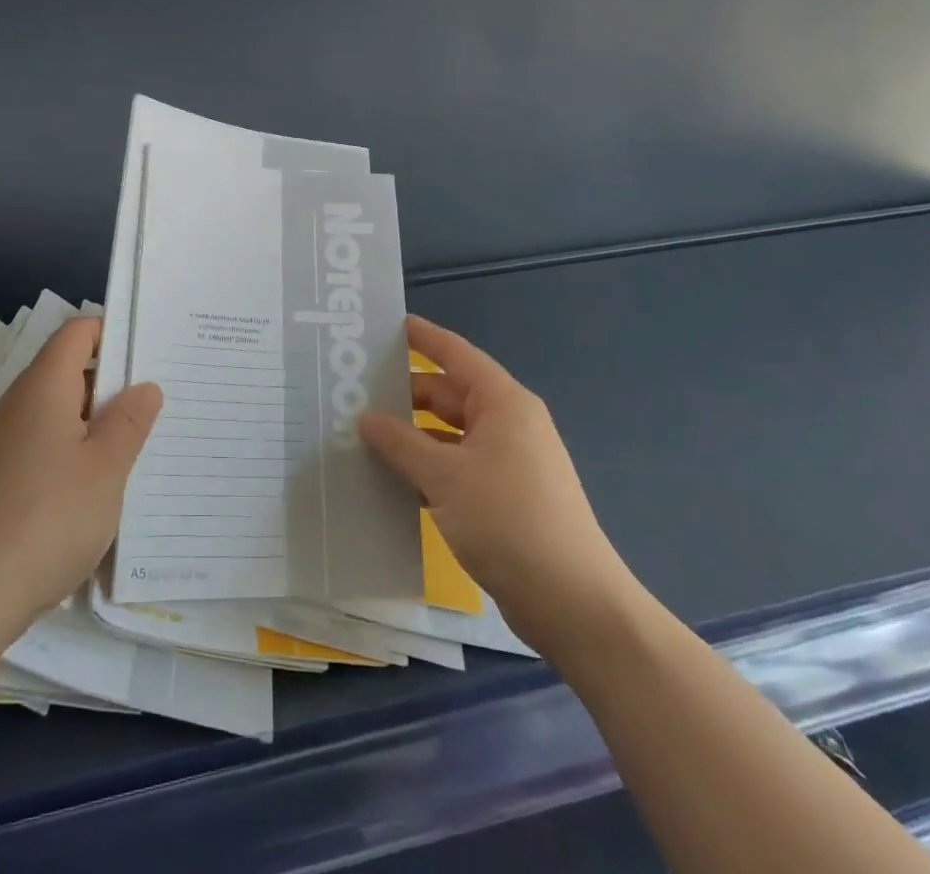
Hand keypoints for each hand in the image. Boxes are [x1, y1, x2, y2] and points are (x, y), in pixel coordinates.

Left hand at [0, 316, 161, 636]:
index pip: (77, 333)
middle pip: (69, 370)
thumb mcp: (106, 468)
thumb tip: (145, 386)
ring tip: (140, 444)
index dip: (113, 332)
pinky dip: (76, 452)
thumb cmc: (47, 518)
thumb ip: (130, 421)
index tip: (151, 353)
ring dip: (98, 422)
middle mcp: (18, 405)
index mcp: (43, 387)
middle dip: (114, 382)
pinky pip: (45, 445)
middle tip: (160, 401)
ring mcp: (4, 443)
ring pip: (59, 412)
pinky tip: (101, 485)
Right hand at [359, 315, 642, 661]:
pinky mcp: (505, 499)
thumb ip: (400, 443)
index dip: (424, 338)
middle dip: (406, 396)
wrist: (572, 604)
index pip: (456, 355)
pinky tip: (393, 480)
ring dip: (413, 437)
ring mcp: (509, 463)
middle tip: (356, 393)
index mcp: (503, 404)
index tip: (389, 326)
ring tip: (364, 436)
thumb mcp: (444, 476)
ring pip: (450, 435)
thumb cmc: (509, 521)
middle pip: (449, 396)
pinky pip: (457, 467)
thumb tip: (365, 418)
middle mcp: (508, 425)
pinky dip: (428, 468)